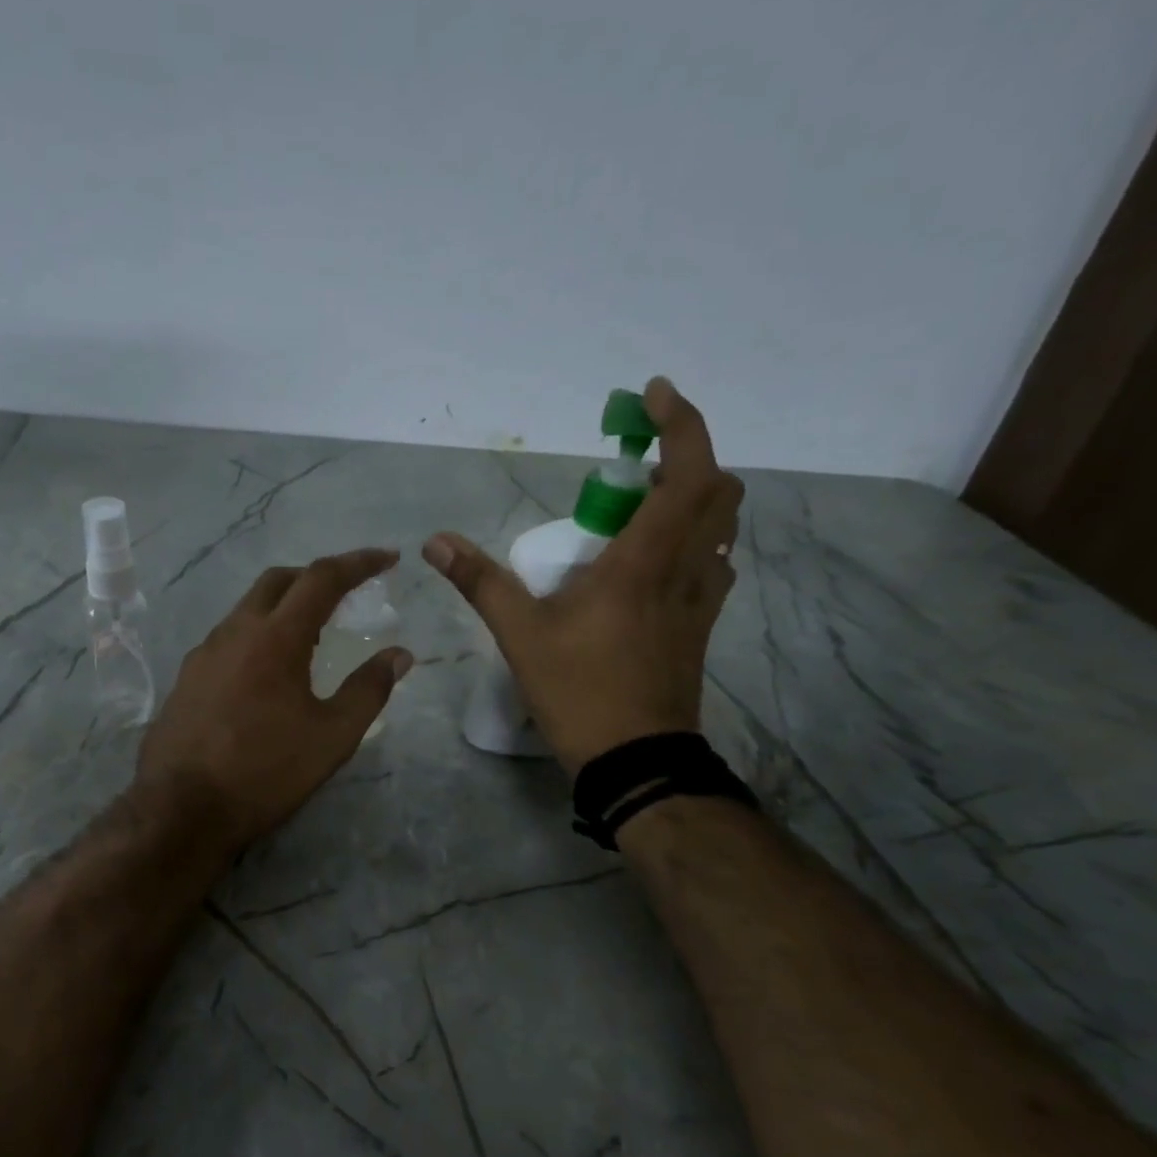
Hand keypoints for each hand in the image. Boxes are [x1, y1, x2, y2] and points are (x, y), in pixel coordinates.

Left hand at [135, 549, 413, 852]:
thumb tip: (399, 655)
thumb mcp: (332, 737)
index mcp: (275, 637)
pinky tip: (266, 672)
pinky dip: (257, 635)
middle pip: (278, 581)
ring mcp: (203, 653)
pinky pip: (228, 638)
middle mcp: (235, 631)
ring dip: (283, 607)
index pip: (321, 578)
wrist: (181, 809)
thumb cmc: (265, 772)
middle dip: (315, 576)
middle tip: (344, 594)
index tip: (387, 558)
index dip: (358, 563)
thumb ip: (368, 690)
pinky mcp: (186, 677)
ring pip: (248, 608)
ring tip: (310, 637)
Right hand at [423, 377, 742, 773]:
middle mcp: (685, 570)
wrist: (636, 760)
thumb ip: (481, 582)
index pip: (688, 472)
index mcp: (644, 561)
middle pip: (718, 490)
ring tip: (640, 504)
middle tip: (635, 460)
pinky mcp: (700, 628)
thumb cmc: (580, 692)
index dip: (681, 423)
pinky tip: (653, 561)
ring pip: (720, 527)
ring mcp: (700, 601)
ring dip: (693, 498)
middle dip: (686, 456)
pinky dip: (692, 540)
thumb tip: (436, 542)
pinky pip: (710, 563)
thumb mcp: (521, 635)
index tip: (653, 396)